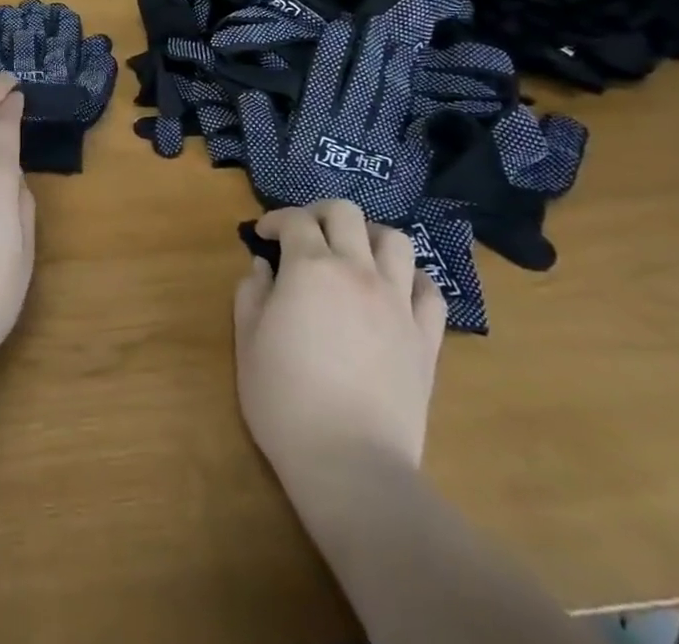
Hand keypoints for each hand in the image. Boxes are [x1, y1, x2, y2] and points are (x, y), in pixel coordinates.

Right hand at [233, 201, 446, 485]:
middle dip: (319, 214)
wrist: (351, 464)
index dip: (275, 220)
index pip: (295, 221)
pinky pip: (429, 291)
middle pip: (346, 214)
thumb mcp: (249, 341)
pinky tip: (395, 292)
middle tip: (304, 234)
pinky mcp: (426, 338)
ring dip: (370, 237)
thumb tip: (263, 268)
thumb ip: (251, 294)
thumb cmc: (286, 400)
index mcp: (310, 268)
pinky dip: (411, 280)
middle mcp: (357, 271)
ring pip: (395, 241)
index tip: (262, 236)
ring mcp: (398, 303)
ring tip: (354, 254)